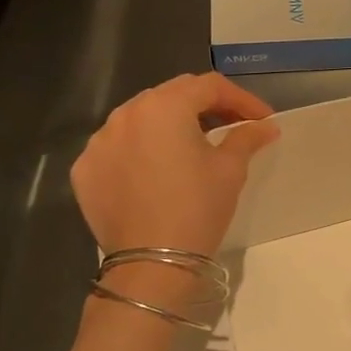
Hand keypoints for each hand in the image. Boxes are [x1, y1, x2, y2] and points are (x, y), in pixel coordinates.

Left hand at [70, 72, 279, 259]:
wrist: (151, 264)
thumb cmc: (197, 209)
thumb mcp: (230, 170)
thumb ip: (246, 137)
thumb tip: (266, 126)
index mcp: (165, 106)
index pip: (209, 86)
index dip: (241, 98)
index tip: (261, 118)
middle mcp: (126, 114)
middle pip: (172, 96)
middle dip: (204, 107)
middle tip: (230, 126)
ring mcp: (99, 141)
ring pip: (141, 118)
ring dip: (168, 125)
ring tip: (191, 146)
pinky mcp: (84, 169)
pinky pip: (117, 147)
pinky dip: (139, 150)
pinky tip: (156, 170)